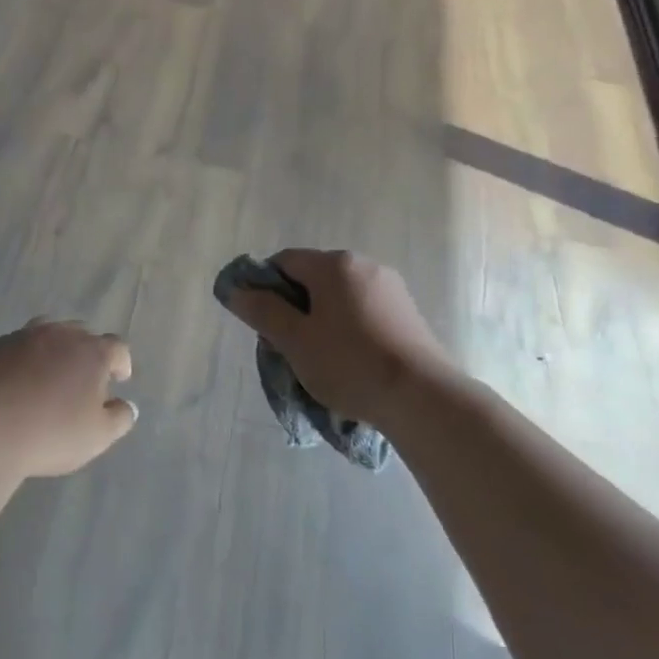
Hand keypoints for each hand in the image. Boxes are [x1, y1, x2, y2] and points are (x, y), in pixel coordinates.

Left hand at [0, 320, 136, 476]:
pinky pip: (13, 348)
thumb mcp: (98, 436)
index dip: (120, 362)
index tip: (119, 378)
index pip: (116, 347)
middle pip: (80, 334)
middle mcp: (59, 335)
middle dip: (86, 352)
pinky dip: (20, 360)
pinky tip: (13, 382)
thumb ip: (119, 418)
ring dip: (52, 350)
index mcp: (91, 352)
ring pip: (45, 333)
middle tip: (82, 378)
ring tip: (48, 373)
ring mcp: (22, 337)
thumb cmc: (51, 433)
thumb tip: (126, 405)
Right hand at [221, 249, 451, 430]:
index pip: (284, 261)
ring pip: (338, 297)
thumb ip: (262, 311)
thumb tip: (236, 290)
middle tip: (285, 346)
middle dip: (292, 307)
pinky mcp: (407, 313)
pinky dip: (346, 328)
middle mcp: (364, 265)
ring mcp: (390, 288)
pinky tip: (348, 361)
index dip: (264, 287)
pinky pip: (362, 311)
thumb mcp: (294, 340)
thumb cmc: (349, 363)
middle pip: (312, 278)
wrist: (422, 397)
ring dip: (319, 320)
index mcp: (334, 264)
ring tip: (316, 359)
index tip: (260, 322)